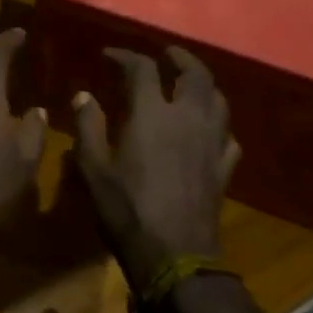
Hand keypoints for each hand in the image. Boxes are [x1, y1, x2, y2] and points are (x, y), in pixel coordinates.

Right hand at [72, 47, 239, 291]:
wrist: (175, 258)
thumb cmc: (127, 211)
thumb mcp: (95, 170)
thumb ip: (88, 127)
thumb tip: (84, 95)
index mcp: (152, 114)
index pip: (142, 69)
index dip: (125, 56)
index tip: (110, 55)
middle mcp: (188, 118)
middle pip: (195, 74)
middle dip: (180, 58)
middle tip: (166, 54)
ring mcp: (212, 143)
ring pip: (218, 100)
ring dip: (203, 85)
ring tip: (189, 85)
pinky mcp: (224, 168)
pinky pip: (228, 136)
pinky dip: (218, 126)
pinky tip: (208, 131)